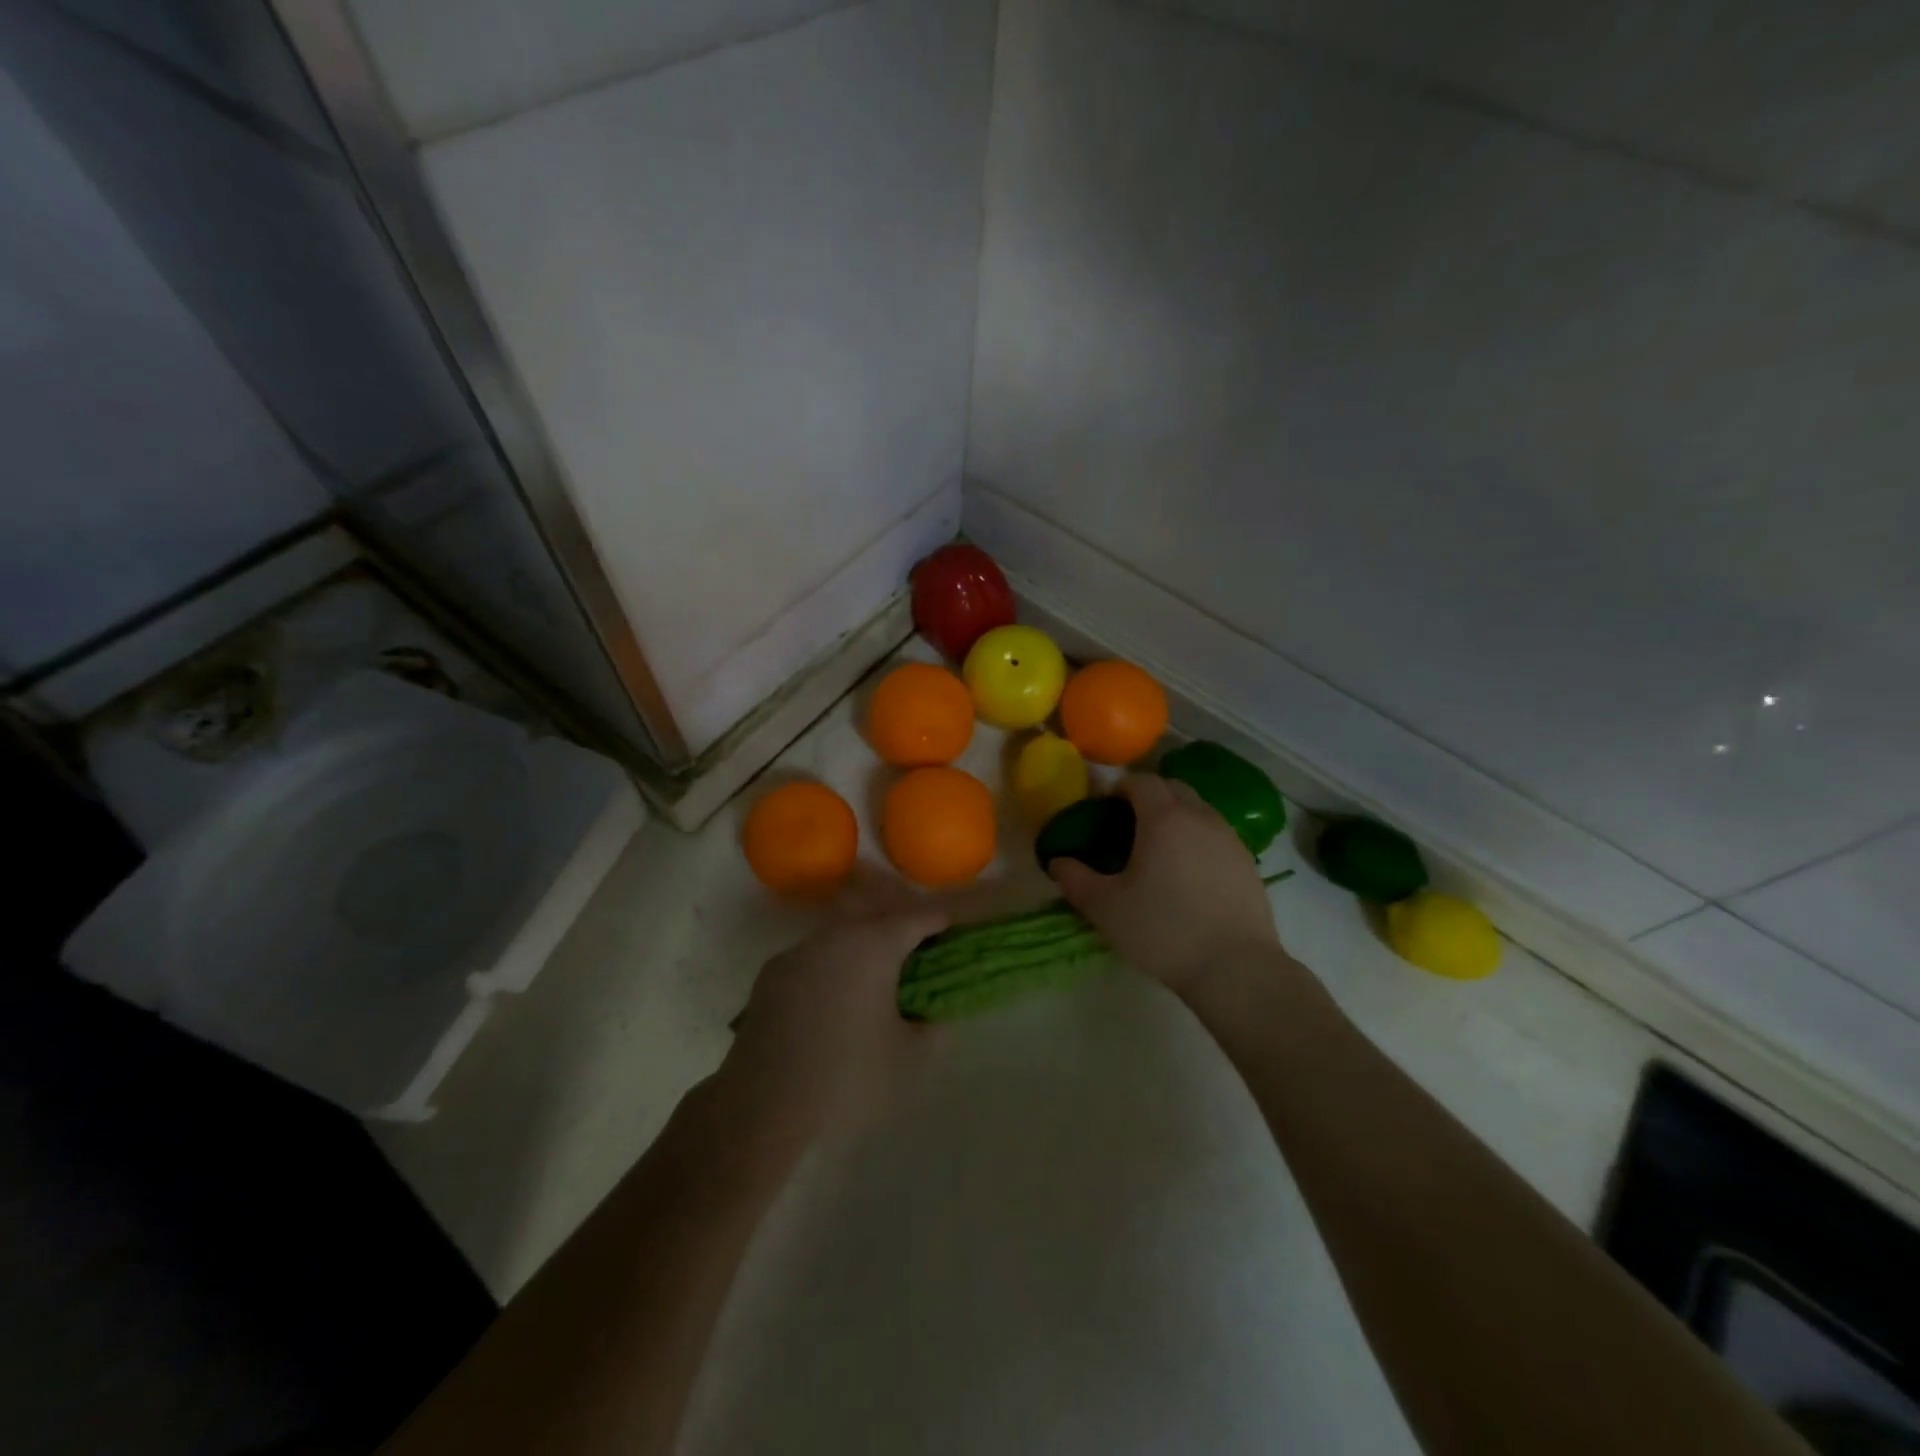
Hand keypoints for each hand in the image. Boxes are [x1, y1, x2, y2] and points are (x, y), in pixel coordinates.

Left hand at [719, 901, 947, 1142]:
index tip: (956, 926)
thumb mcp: (911, 1059)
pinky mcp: (772, 973)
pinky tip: (838, 994)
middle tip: (922, 945)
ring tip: (880, 971)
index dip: (941, 920)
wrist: (762, 1105)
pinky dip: (835, 963)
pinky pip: (815, 955)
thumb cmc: (847, 1078)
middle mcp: (835, 936)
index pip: (918, 918)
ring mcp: (799, 951)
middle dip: (902, 923)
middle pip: (877, 914)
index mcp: (873, 945)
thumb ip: (933, 1027)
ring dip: (866, 942)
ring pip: (842, 932)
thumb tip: (934, 1014)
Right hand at [1049, 776, 1282, 997]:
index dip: (1119, 788)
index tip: (1104, 807)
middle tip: (1128, 822)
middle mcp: (1200, 818)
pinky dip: (1197, 838)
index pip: (1141, 782)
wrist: (1235, 968)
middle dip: (1149, 796)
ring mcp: (1229, 839)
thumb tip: (1057, 862)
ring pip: (1199, 810)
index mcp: (1164, 819)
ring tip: (1158, 848)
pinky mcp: (1248, 863)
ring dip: (1176, 816)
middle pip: (1173, 788)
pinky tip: (1187, 872)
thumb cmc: (1162, 931)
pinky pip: (1216, 835)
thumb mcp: (1105, 908)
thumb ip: (1075, 880)